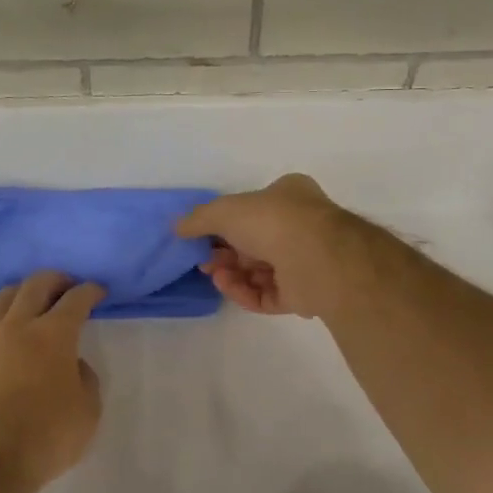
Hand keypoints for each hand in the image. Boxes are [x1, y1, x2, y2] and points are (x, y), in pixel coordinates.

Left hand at [0, 271, 104, 492]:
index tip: (97, 291)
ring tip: (22, 302)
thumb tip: (72, 364)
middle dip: (53, 280)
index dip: (89, 291)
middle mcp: (16, 328)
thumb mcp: (88, 410)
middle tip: (63, 285)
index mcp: (53, 335)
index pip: (76, 300)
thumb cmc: (48, 437)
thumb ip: (85, 379)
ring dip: (12, 296)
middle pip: (33, 286)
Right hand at [176, 174, 355, 318]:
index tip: (201, 236)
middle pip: (254, 243)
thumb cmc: (272, 220)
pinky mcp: (303, 294)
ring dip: (232, 273)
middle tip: (203, 261)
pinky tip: (227, 286)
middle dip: (225, 253)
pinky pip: (267, 295)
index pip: (253, 209)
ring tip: (215, 275)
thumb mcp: (225, 210)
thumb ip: (199, 218)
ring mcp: (304, 262)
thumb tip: (176, 227)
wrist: (315, 256)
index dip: (225, 223)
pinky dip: (245, 292)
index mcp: (289, 196)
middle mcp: (300, 227)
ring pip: (259, 271)